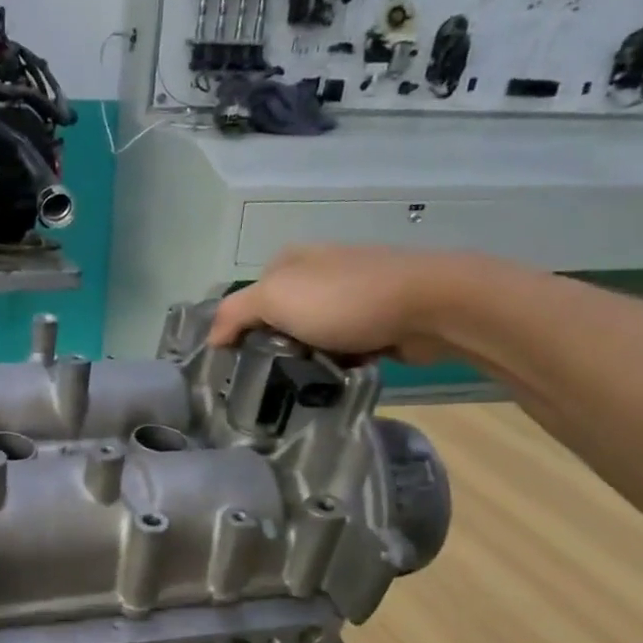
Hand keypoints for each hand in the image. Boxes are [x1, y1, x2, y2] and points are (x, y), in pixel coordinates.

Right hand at [208, 244, 483, 362]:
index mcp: (289, 260)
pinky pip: (343, 346)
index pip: (246, 299)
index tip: (237, 363)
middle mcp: (317, 271)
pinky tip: (336, 376)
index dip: (238, 330)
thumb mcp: (274, 299)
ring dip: (307, 358)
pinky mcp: (377, 317)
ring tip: (303, 382)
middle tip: (270, 377)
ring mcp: (350, 293)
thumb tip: (212, 338)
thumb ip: (234, 314)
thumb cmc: (343, 299)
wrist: (430, 305)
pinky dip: (338, 362)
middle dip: (274, 346)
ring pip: (310, 335)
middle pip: (278, 319)